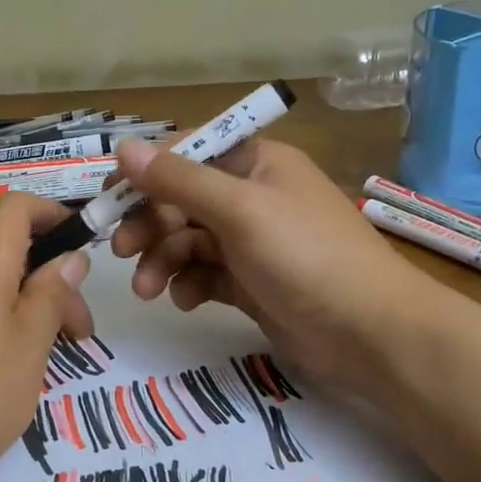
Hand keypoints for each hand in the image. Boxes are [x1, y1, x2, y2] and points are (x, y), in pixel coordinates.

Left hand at [0, 193, 93, 481]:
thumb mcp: (29, 345)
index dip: (52, 214)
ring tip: (46, 357)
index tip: (82, 250)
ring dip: (25, 305)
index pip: (15, 206)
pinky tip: (2, 370)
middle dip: (50, 279)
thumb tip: (69, 256)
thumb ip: (52, 294)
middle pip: (6, 249)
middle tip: (79, 333)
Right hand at [109, 136, 455, 406]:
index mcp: (255, 162)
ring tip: (148, 289)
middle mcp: (251, 195)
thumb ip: (179, 180)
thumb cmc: (306, 257)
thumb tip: (123, 146)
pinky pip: (204, 273)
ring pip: (187, 240)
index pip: (186, 153)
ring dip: (162, 260)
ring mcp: (251, 241)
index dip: (145, 173)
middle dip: (150, 224)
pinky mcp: (251, 281)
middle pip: (181, 199)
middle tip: (121, 251)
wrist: (371, 335)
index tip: (108, 198)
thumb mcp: (239, 211)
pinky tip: (185, 301)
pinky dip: (188, 284)